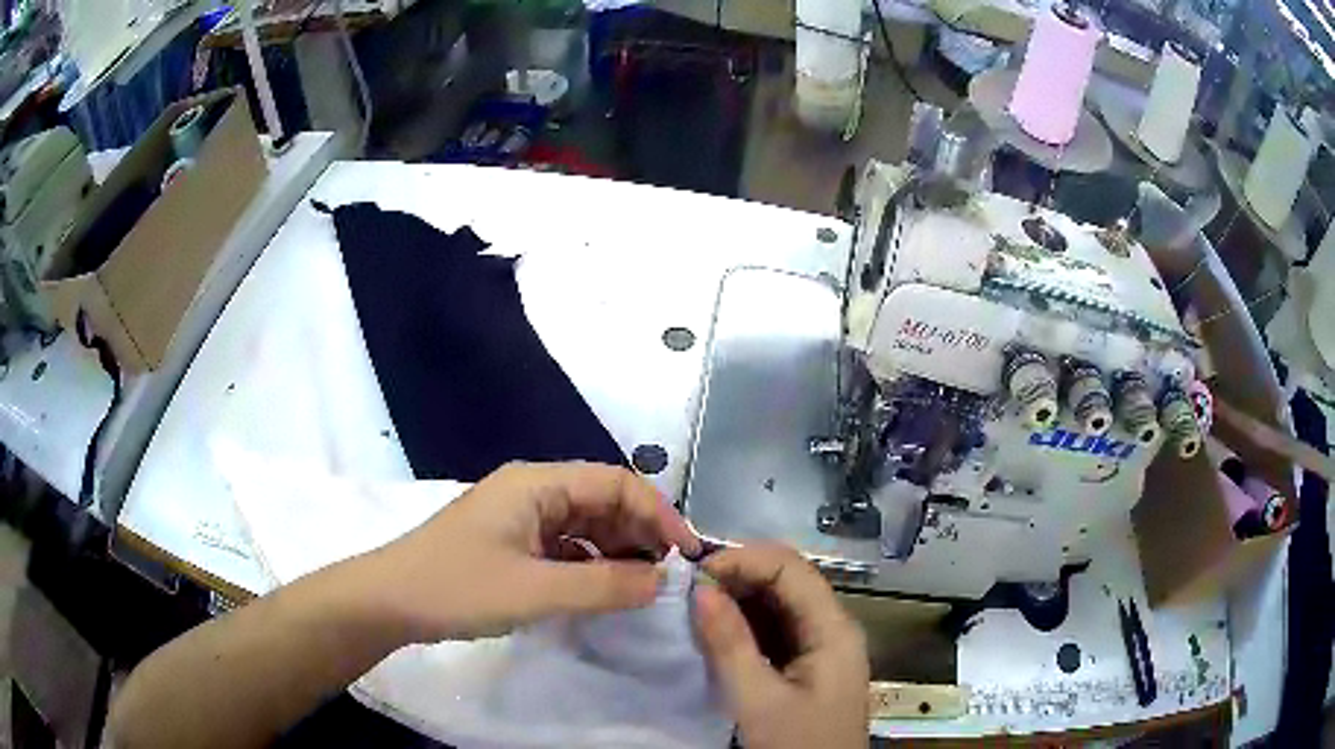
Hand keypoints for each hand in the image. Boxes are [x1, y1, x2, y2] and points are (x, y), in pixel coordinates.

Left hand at [363, 461, 701, 641]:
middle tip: (671, 576)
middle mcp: (532, 492)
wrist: (389, 602)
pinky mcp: (512, 545)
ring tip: (645, 587)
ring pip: (586, 527)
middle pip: (602, 502)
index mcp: (537, 484)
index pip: (615, 483)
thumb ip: (604, 585)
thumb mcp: (535, 590)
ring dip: (618, 552)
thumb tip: (665, 581)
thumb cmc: (457, 587)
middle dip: (641, 535)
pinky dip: (591, 566)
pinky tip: (604, 592)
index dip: (657, 513)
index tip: (687, 554)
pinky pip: (566, 548)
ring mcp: (521, 519)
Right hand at [693, 544, 869, 748]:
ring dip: (737, 600)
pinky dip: (743, 624)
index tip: (693, 577)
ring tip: (693, 609)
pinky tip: (714, 633)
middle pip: (786, 580)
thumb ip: (730, 645)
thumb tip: (700, 590)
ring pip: (778, 603)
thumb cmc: (797, 744)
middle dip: (736, 577)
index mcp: (833, 628)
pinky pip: (775, 628)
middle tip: (687, 593)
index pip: (789, 568)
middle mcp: (832, 626)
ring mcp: (821, 645)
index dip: (742, 561)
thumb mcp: (759, 701)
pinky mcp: (807, 663)